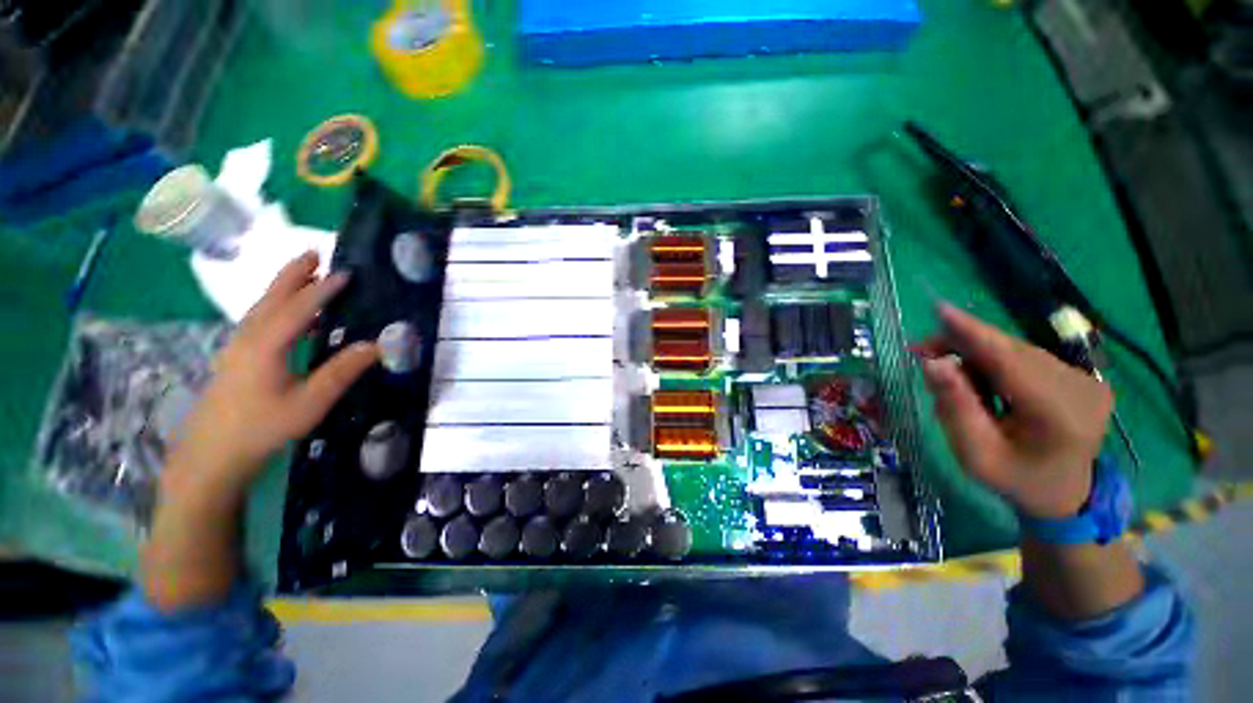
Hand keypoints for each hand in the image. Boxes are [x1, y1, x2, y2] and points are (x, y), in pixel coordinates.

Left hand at [167, 252, 378, 493]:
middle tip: (314, 253)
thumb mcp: (309, 403)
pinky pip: (259, 320)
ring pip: (262, 307)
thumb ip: (342, 371)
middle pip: (272, 297)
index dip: (323, 289)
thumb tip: (377, 345)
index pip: (299, 307)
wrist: (211, 455)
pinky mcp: (236, 357)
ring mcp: (238, 347)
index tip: (346, 273)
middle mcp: (248, 337)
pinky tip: (290, 316)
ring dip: (285, 287)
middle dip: (293, 274)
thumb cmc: (262, 428)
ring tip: (307, 276)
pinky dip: (278, 307)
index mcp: (266, 344)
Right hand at [918, 304, 1112, 519]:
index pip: (1009, 361)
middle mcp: (1081, 389)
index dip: (973, 333)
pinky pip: (1028, 358)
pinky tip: (980, 378)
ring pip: (1018, 352)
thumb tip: (933, 362)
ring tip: (948, 370)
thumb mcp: (975, 453)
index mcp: (1058, 415)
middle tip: (921, 350)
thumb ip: (955, 407)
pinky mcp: (1082, 378)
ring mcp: (1086, 382)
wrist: (1064, 494)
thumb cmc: (1014, 479)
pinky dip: (996, 362)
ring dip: (978, 354)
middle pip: (1012, 352)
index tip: (940, 309)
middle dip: (964, 345)